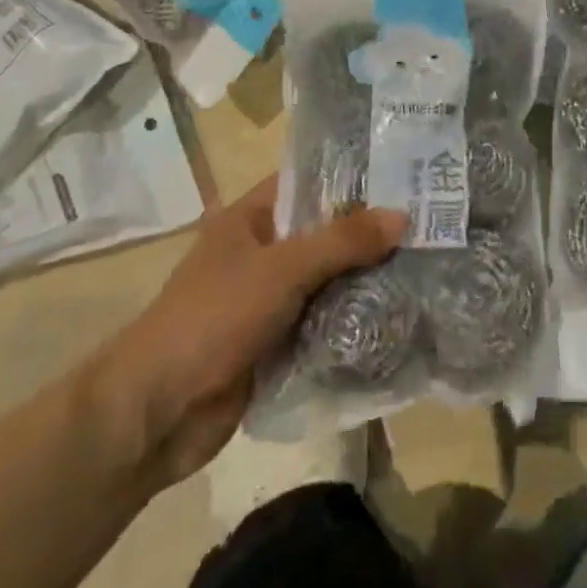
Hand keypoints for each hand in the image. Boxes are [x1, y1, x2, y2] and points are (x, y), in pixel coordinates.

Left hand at [83, 176, 404, 486]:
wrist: (156, 413)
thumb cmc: (213, 318)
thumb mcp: (281, 269)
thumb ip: (342, 242)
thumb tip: (402, 216)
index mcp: (250, 218)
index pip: (309, 182)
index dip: (353, 177)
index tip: (405, 175)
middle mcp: (262, 252)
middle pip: (324, 233)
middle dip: (369, 232)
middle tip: (430, 221)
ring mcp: (269, 299)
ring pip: (328, 279)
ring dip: (366, 278)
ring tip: (426, 263)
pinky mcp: (277, 341)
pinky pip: (324, 320)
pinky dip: (353, 318)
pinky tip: (399, 312)